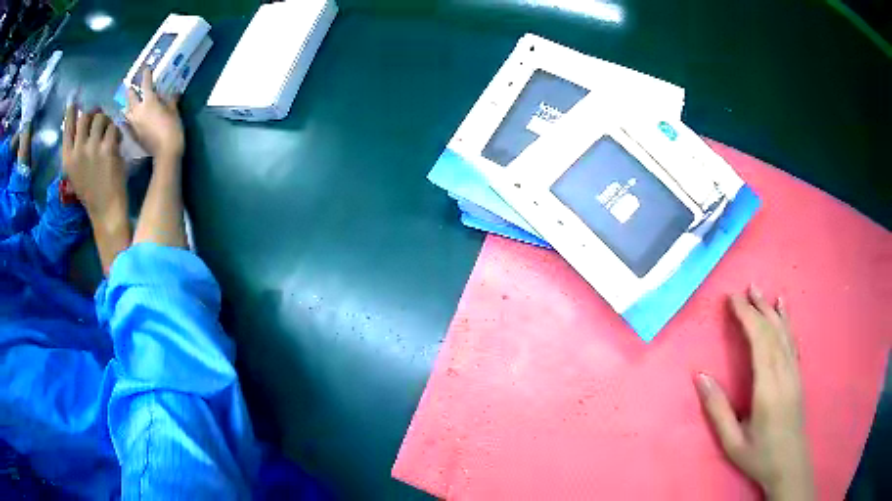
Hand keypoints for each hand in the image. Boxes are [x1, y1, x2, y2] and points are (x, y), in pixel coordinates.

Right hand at [62, 104, 126, 219]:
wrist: (105, 209)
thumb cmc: (89, 191)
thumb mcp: (74, 171)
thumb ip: (75, 149)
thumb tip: (79, 120)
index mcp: (67, 158)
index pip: (67, 127)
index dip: (71, 113)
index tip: (75, 103)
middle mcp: (78, 150)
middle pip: (85, 116)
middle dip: (93, 115)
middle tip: (99, 120)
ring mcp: (93, 148)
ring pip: (100, 117)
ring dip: (106, 121)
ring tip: (108, 132)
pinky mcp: (107, 148)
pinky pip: (113, 127)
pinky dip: (116, 131)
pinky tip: (116, 141)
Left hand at [125, 68, 183, 160]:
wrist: (165, 153)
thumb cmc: (171, 128)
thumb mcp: (174, 111)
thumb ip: (171, 100)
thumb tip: (173, 92)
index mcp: (149, 101)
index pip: (146, 84)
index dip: (146, 75)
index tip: (145, 68)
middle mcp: (138, 111)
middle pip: (130, 97)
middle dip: (131, 90)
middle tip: (131, 86)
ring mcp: (133, 124)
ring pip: (126, 111)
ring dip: (127, 105)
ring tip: (128, 103)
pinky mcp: (133, 135)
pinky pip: (126, 124)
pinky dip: (126, 120)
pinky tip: (126, 119)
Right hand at [695, 286, 813, 500]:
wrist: (790, 464)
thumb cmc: (759, 456)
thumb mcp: (732, 442)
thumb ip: (717, 410)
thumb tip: (701, 376)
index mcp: (768, 388)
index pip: (759, 342)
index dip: (746, 317)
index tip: (732, 300)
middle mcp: (784, 373)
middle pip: (771, 332)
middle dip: (756, 308)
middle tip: (741, 290)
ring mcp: (794, 372)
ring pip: (783, 333)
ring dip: (770, 309)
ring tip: (759, 290)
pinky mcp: (798, 375)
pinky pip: (792, 341)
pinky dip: (786, 321)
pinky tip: (783, 309)